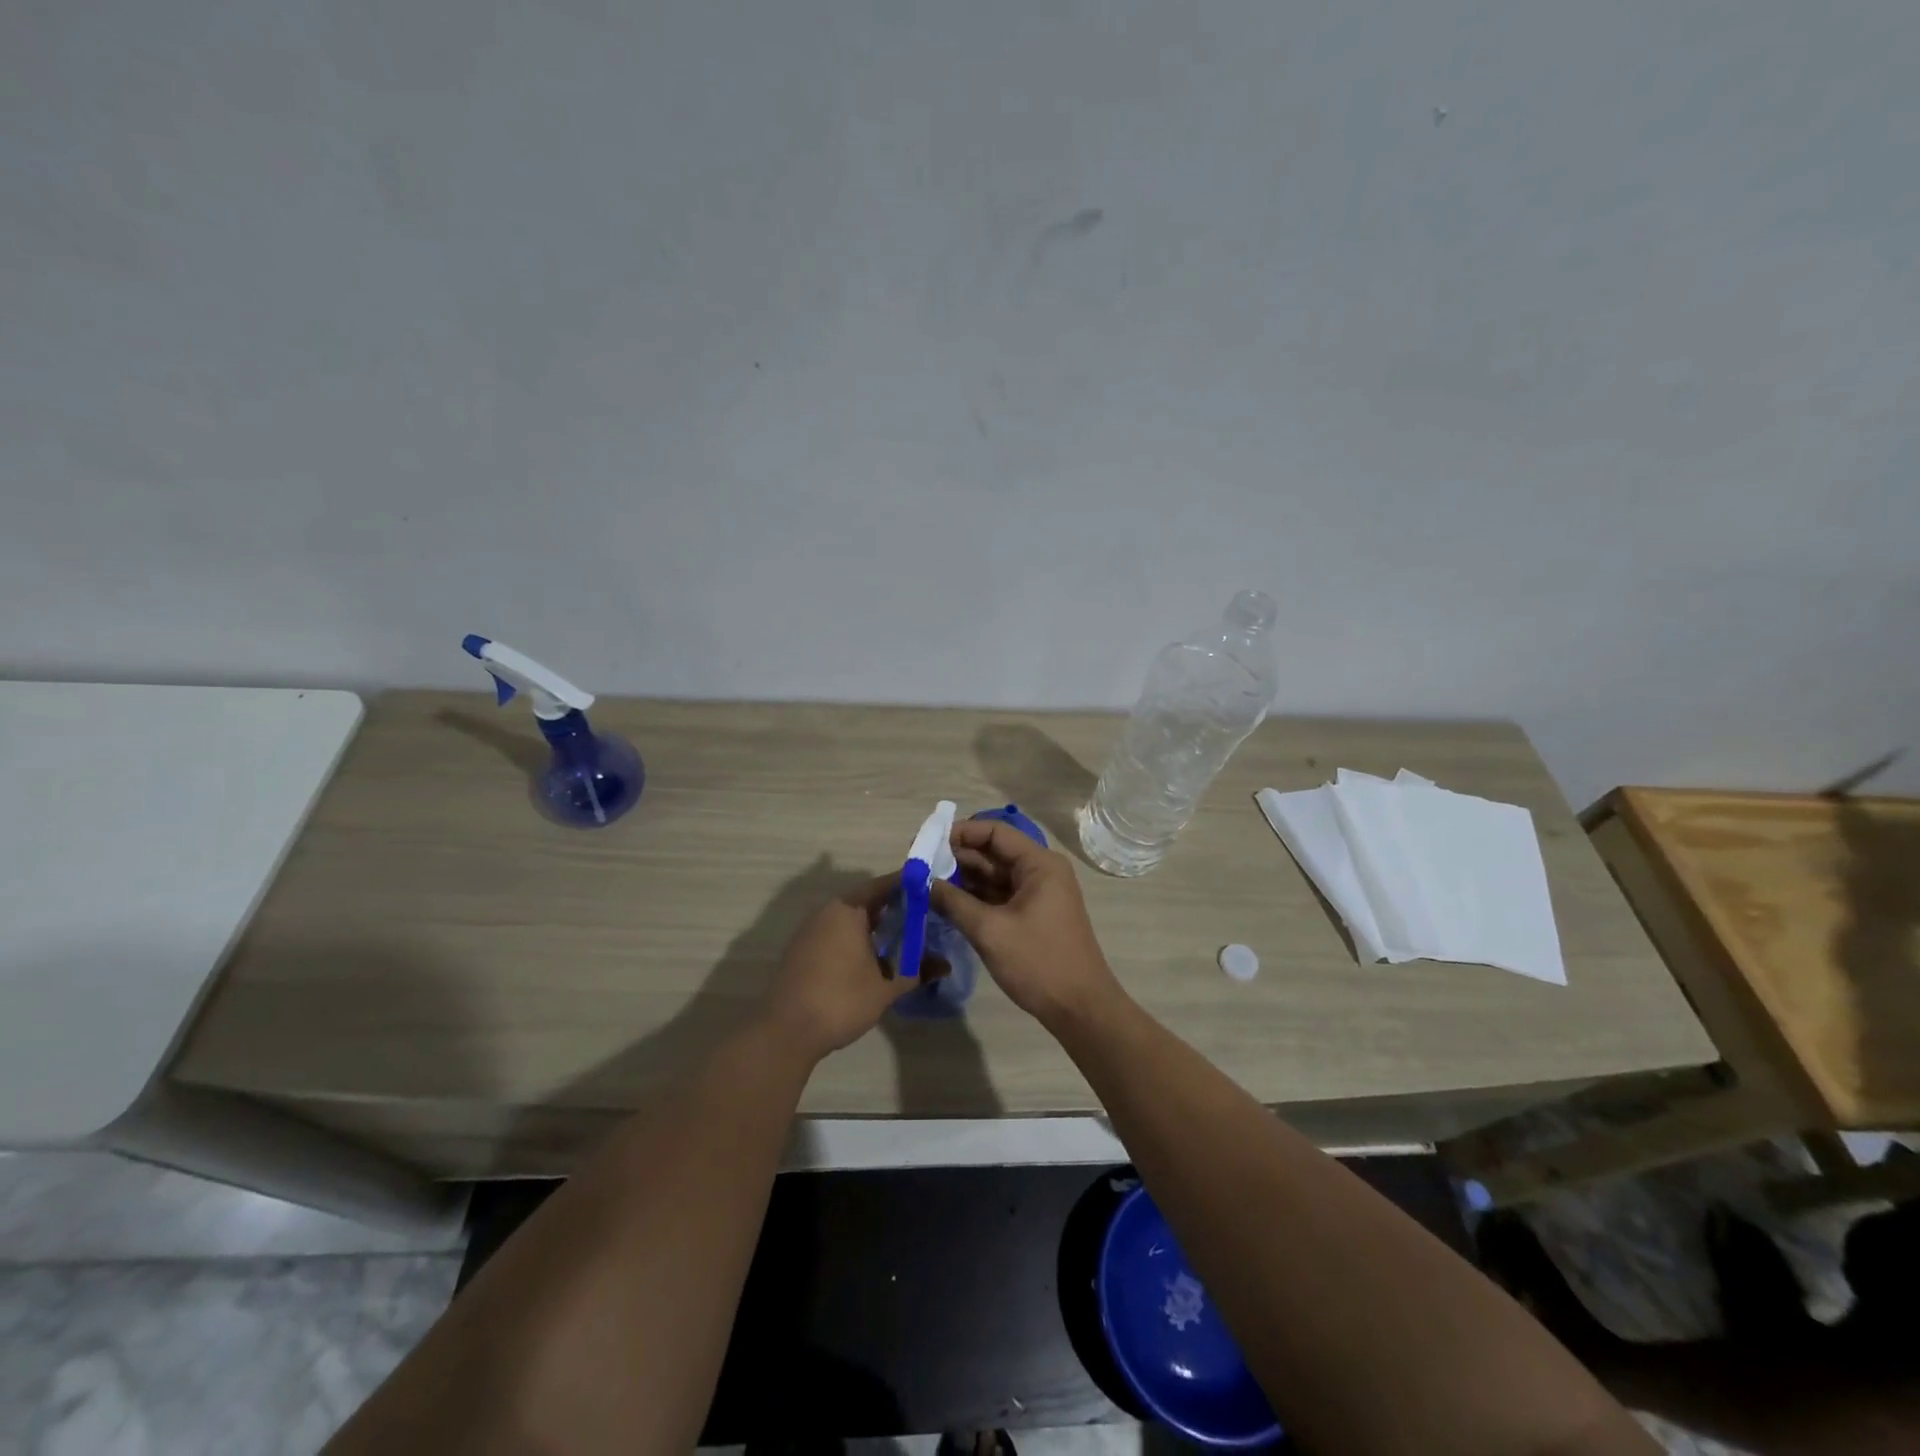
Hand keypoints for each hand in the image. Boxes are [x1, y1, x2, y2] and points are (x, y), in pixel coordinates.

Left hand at [763, 874, 920, 1060]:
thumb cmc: (841, 1000)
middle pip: (868, 900)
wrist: (786, 1032)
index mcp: (849, 909)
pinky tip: (873, 958)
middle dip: (896, 908)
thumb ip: (917, 971)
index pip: (886, 885)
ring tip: (904, 939)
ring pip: (851, 918)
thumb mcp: (886, 988)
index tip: (933, 892)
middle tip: (925, 917)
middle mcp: (828, 911)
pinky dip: (857, 938)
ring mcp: (812, 930)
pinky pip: (837, 933)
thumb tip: (946, 965)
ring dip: (876, 925)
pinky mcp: (803, 949)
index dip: (910, 887)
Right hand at [930, 820, 1121, 1028]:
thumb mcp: (990, 931)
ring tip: (925, 884)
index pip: (994, 832)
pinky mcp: (1032, 914)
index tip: (926, 844)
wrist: (1080, 1008)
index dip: (960, 834)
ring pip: (993, 876)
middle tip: (918, 867)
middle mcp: (1040, 871)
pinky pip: (998, 896)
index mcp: (1039, 864)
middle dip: (956, 858)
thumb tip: (922, 882)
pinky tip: (946, 903)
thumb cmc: (1038, 962)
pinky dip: (974, 898)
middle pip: (992, 853)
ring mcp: (1037, 894)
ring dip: (962, 879)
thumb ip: (953, 902)